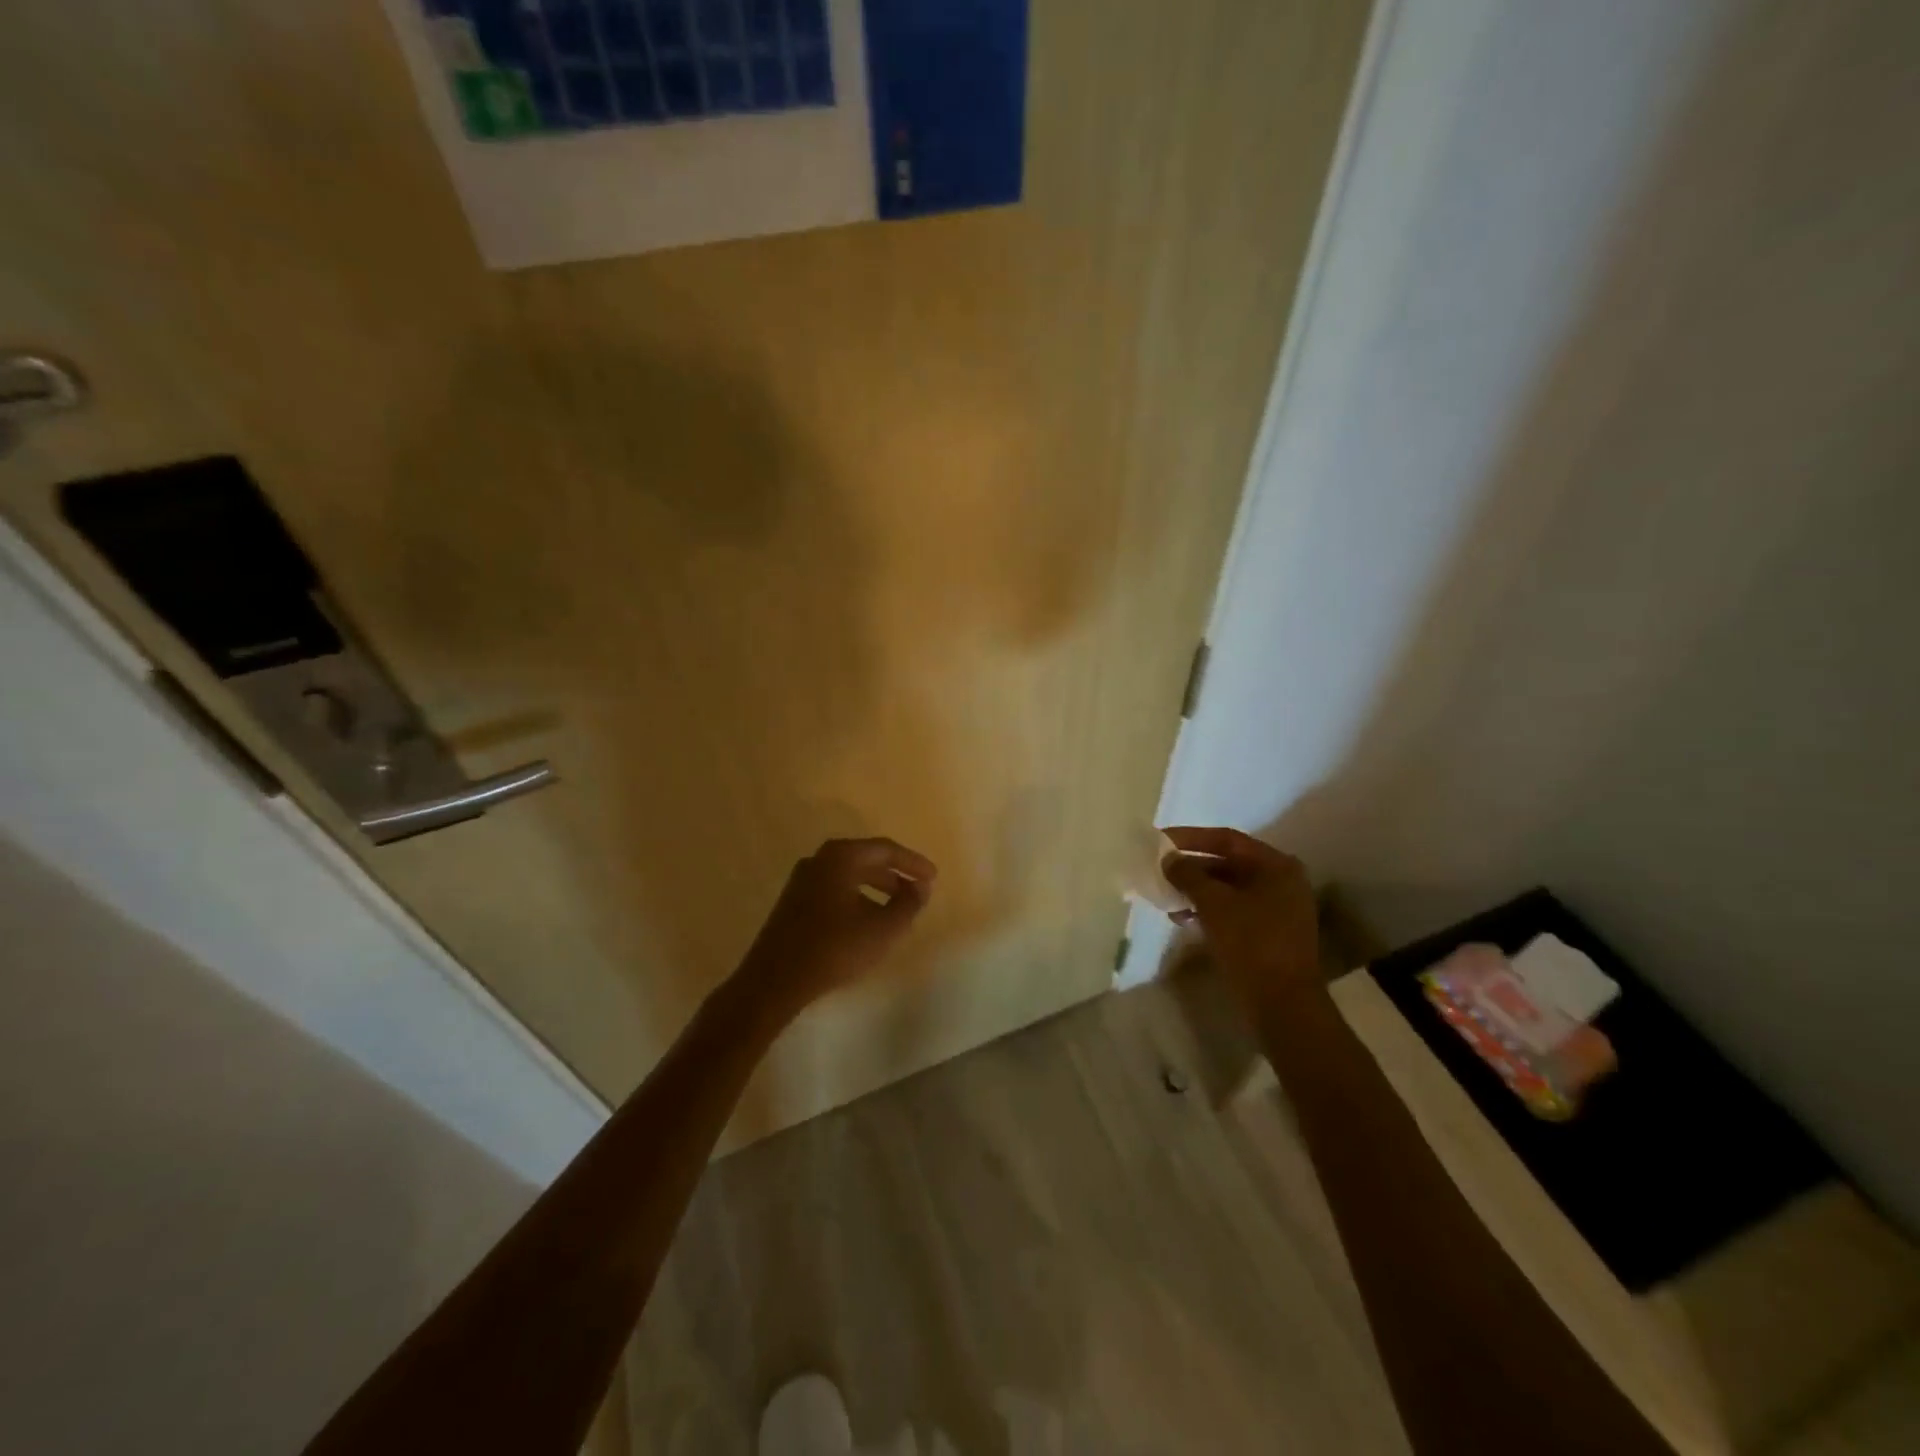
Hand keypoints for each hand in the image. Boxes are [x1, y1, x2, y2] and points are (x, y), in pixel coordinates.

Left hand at [732, 837, 936, 1017]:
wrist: (774, 981)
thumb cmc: (834, 949)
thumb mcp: (882, 929)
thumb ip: (908, 904)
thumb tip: (920, 887)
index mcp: (840, 857)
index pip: (885, 850)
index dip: (913, 863)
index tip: (933, 877)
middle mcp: (819, 860)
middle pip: (866, 859)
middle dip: (895, 875)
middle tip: (918, 891)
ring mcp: (803, 880)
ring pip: (850, 875)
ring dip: (877, 888)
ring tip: (897, 909)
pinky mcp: (794, 901)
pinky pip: (835, 889)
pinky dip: (858, 897)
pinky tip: (867, 922)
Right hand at [1160, 826, 1320, 1009]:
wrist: (1283, 1004)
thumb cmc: (1251, 942)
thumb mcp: (1214, 903)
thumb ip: (1188, 875)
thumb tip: (1168, 859)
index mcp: (1276, 866)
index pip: (1226, 839)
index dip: (1190, 837)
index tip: (1160, 840)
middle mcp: (1281, 881)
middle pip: (1228, 863)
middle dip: (1191, 867)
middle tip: (1159, 869)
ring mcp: (1277, 909)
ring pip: (1228, 889)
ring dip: (1196, 890)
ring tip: (1165, 896)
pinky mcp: (1269, 933)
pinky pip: (1233, 910)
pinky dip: (1208, 910)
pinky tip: (1182, 918)